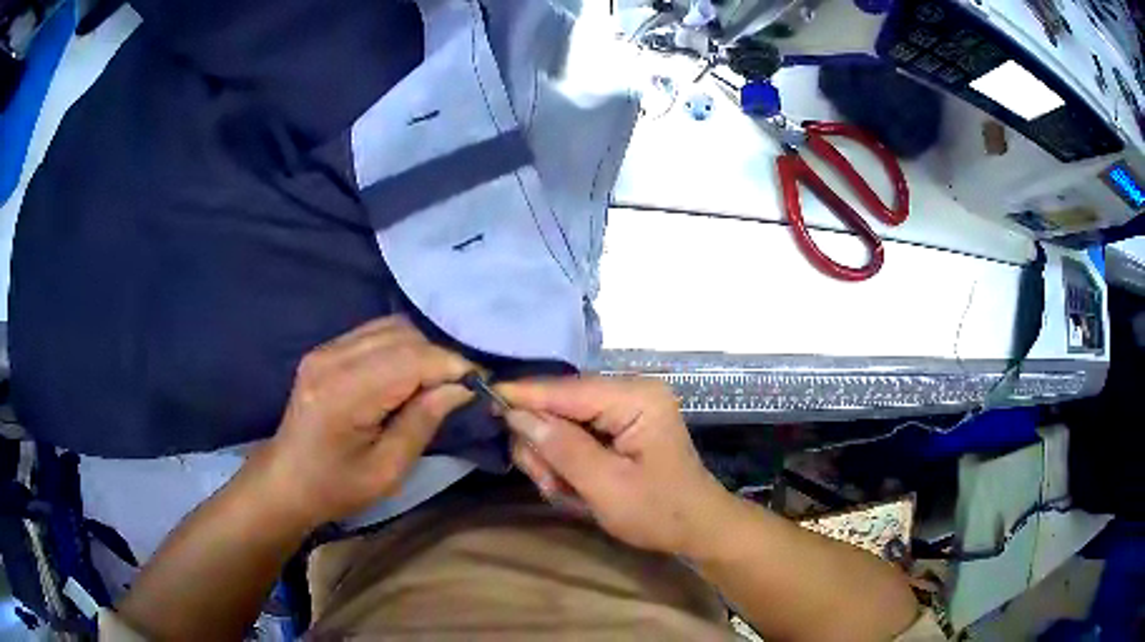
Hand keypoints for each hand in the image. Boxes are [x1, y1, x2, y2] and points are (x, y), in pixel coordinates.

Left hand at [247, 317, 473, 528]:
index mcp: (343, 395)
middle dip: (441, 355)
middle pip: (403, 336)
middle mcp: (331, 359)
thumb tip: (460, 388)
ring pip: (392, 327)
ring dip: (423, 348)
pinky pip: (375, 332)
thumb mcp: (387, 471)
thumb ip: (422, 422)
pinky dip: (403, 346)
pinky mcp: (326, 349)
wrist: (286, 480)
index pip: (410, 360)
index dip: (451, 365)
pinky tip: (413, 371)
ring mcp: (325, 349)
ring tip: (441, 378)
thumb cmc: (336, 487)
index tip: (482, 381)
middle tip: (463, 384)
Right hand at [500, 376, 733, 556]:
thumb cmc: (659, 512)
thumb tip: (517, 414)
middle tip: (549, 483)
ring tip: (564, 490)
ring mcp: (625, 407)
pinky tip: (573, 485)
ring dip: (553, 456)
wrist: (697, 527)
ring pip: (563, 419)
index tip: (483, 398)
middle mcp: (630, 391)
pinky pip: (575, 432)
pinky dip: (565, 459)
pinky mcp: (619, 424)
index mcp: (636, 398)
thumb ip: (561, 448)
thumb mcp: (606, 487)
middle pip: (561, 403)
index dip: (524, 395)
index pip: (567, 389)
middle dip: (544, 443)